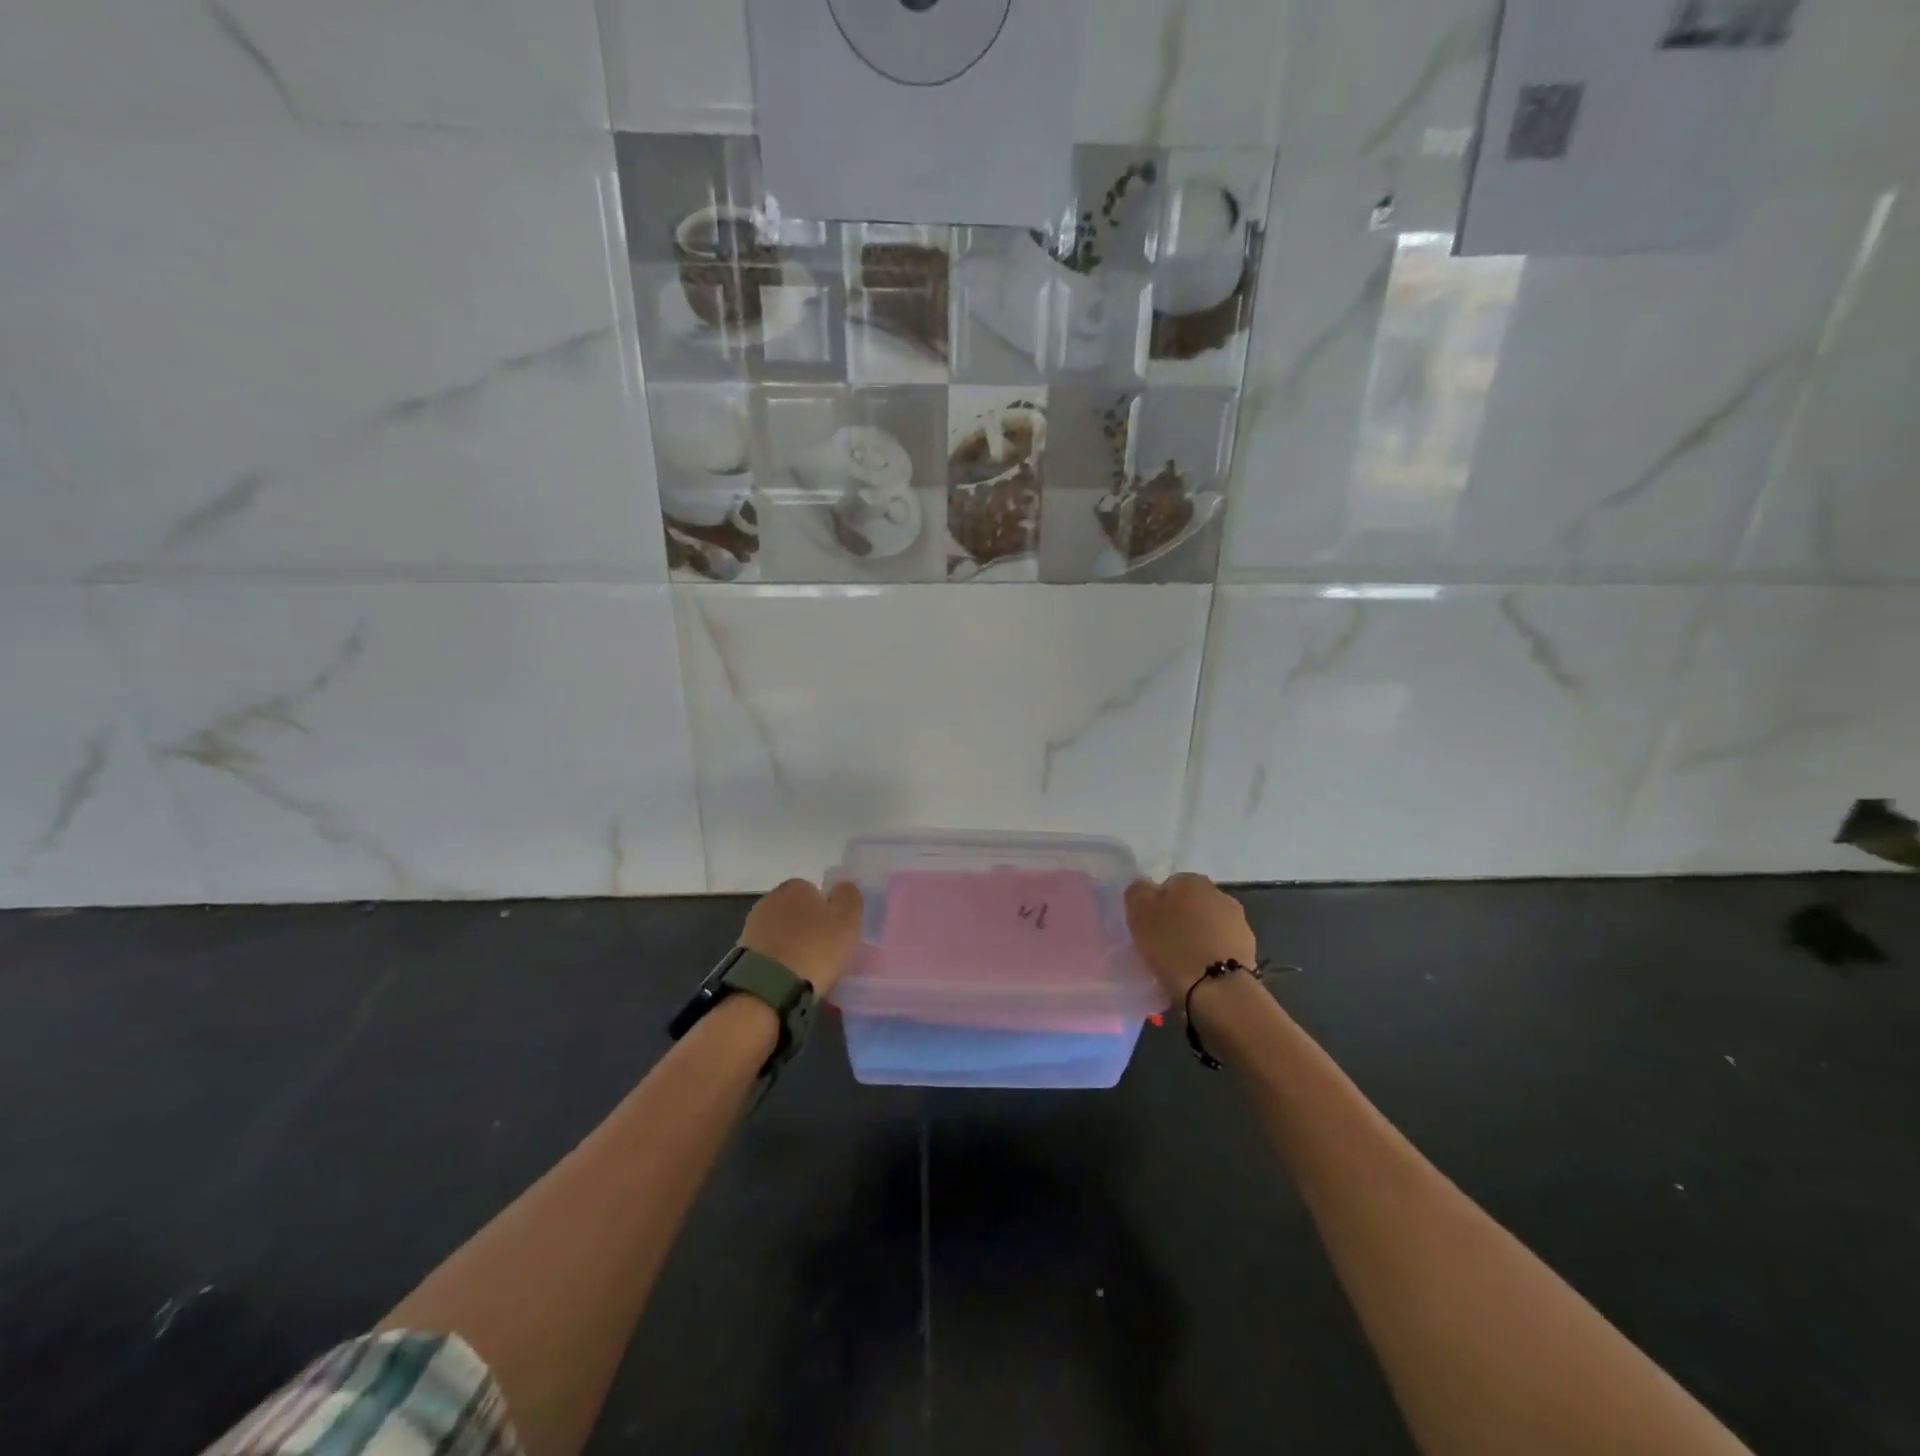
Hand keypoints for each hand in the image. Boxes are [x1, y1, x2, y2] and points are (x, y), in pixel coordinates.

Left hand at [739, 879, 864, 996]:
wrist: (768, 988)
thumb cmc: (815, 948)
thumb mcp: (848, 919)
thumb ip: (849, 896)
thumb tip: (842, 888)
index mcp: (796, 886)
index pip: (816, 892)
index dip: (829, 913)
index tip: (836, 934)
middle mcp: (770, 899)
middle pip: (797, 912)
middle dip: (808, 928)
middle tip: (824, 953)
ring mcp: (752, 927)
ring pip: (782, 933)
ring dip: (791, 946)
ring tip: (806, 971)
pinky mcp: (741, 954)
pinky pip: (769, 954)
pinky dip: (778, 963)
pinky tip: (788, 979)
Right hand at [1124, 873, 1257, 1002]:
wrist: (1218, 989)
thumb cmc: (1173, 946)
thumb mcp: (1139, 914)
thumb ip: (1138, 892)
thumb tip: (1144, 887)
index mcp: (1192, 881)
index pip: (1168, 885)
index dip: (1156, 906)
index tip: (1148, 928)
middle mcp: (1220, 894)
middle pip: (1191, 904)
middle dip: (1180, 920)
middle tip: (1163, 944)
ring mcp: (1239, 922)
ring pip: (1209, 925)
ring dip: (1198, 937)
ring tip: (1183, 962)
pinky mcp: (1250, 949)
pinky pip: (1222, 946)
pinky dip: (1212, 954)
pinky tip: (1202, 971)